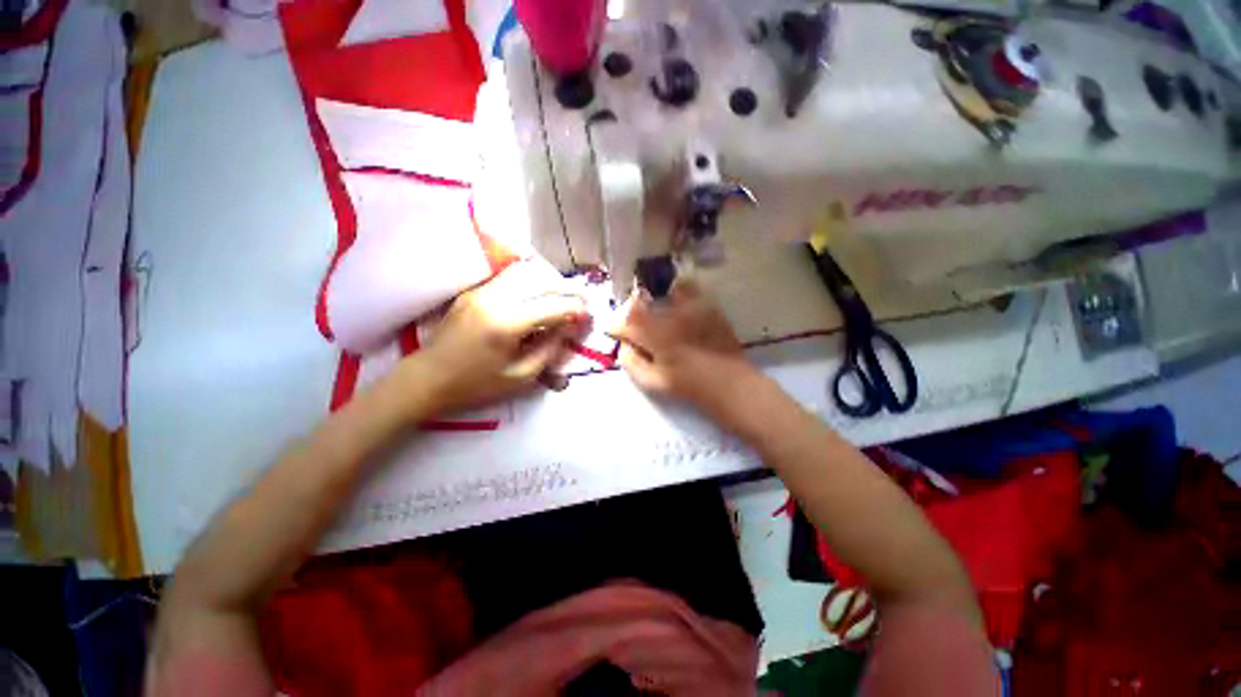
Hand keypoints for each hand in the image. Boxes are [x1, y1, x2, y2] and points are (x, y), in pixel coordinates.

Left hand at [419, 260, 587, 413]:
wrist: (427, 378)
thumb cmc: (475, 384)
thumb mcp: (520, 377)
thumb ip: (549, 349)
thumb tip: (569, 328)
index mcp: (506, 324)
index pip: (552, 306)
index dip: (575, 309)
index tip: (588, 315)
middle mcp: (494, 299)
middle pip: (541, 281)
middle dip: (567, 290)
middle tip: (582, 301)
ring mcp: (481, 291)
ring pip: (525, 273)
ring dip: (549, 281)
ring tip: (563, 296)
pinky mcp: (474, 291)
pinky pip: (509, 277)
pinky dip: (531, 281)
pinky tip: (538, 294)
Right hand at [609, 279, 757, 413]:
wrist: (728, 383)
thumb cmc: (688, 385)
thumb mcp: (654, 382)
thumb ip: (633, 363)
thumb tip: (623, 347)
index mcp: (655, 336)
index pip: (627, 323)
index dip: (616, 326)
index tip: (613, 330)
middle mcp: (671, 316)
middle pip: (642, 303)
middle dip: (632, 310)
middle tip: (633, 321)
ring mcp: (691, 309)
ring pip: (664, 292)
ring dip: (655, 299)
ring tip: (656, 309)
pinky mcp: (708, 307)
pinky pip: (690, 290)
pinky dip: (679, 293)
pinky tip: (679, 305)